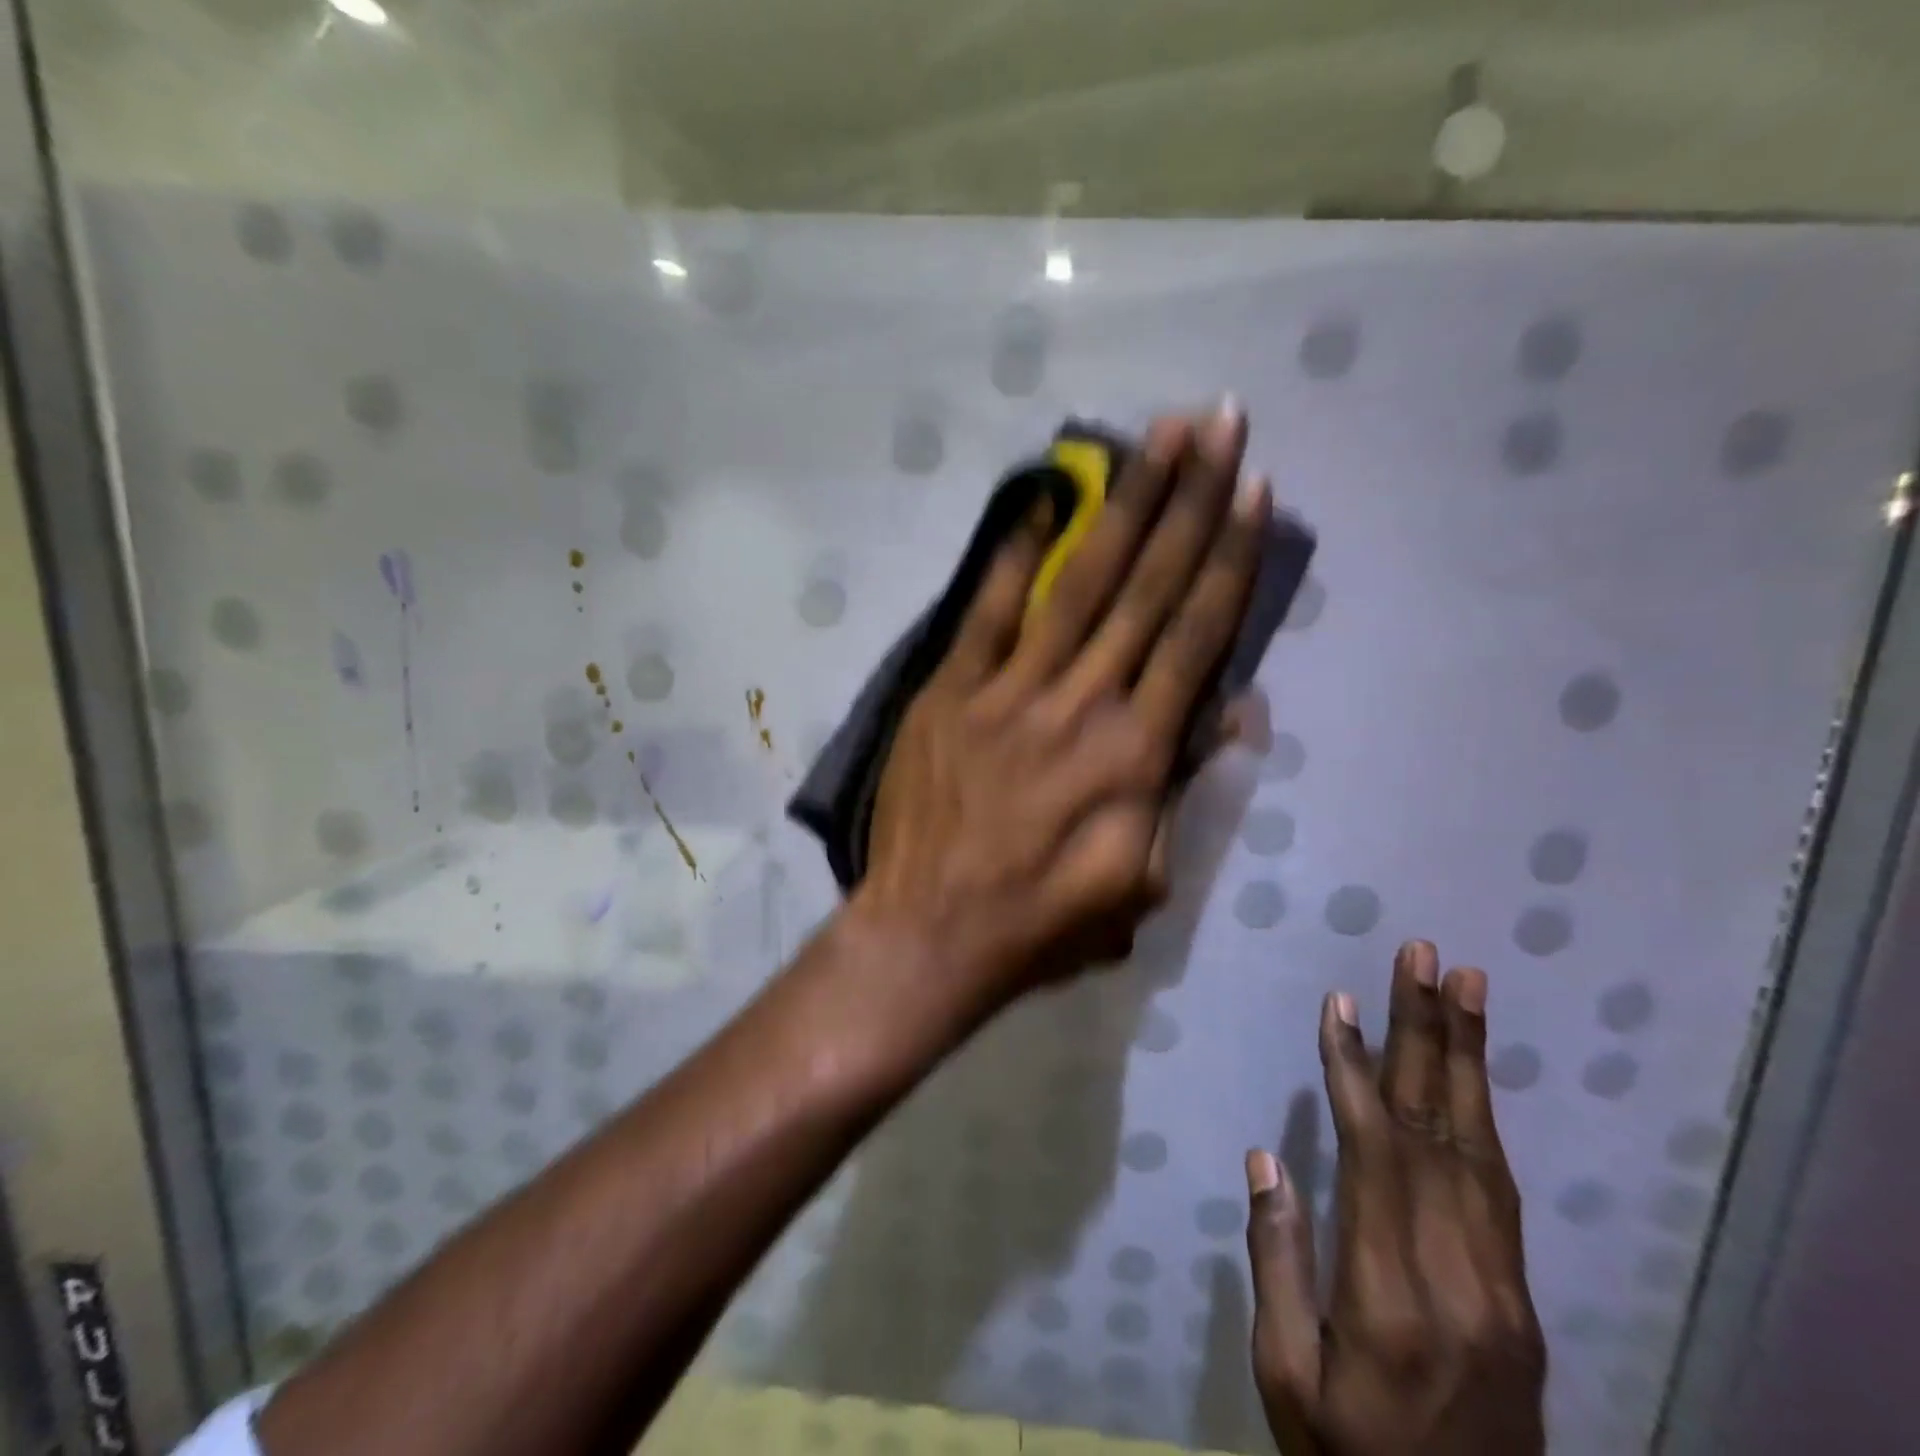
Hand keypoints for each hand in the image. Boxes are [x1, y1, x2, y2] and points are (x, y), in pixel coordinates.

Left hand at [850, 401, 1268, 1009]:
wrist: (929, 934)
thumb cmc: (1042, 923)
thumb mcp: (1141, 884)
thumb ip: (1181, 793)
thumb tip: (1223, 712)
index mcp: (1136, 756)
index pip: (1195, 637)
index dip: (1229, 558)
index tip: (1253, 489)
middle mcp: (1082, 706)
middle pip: (1147, 590)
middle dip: (1190, 501)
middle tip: (1219, 421)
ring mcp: (1008, 692)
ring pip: (1079, 585)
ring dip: (1123, 506)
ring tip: (1155, 437)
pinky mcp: (949, 692)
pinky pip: (988, 611)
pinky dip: (1016, 554)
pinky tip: (1044, 499)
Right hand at [1246, 942, 1546, 1455]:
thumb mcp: (1286, 1377)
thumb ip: (1279, 1261)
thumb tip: (1268, 1158)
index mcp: (1390, 1296)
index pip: (1375, 1154)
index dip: (1355, 1070)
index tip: (1341, 1003)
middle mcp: (1459, 1276)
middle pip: (1439, 1130)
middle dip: (1427, 1032)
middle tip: (1426, 957)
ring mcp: (1503, 1285)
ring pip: (1480, 1146)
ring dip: (1466, 1056)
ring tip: (1465, 985)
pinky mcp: (1520, 1294)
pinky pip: (1499, 1183)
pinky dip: (1481, 1113)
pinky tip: (1470, 1073)